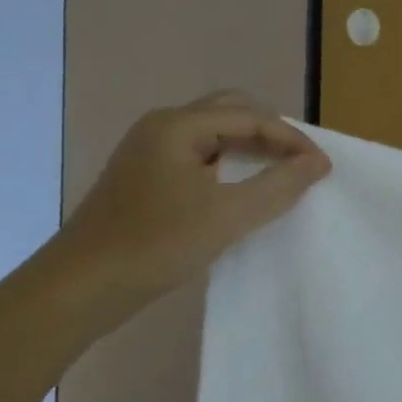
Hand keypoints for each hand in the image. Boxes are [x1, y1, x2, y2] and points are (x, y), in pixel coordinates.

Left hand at [52, 92, 330, 306]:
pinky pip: (199, 156)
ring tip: (280, 173)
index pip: (250, 117)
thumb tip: (319, 162)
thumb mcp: (229, 215)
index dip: (292, 139)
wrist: (80, 289)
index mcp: (178, 126)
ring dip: (250, 148)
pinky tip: (241, 190)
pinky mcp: (145, 178)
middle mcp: (162, 128)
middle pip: (230, 113)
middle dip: (271, 133)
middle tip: (300, 161)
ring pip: (214, 135)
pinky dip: (229, 164)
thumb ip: (280, 184)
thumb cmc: (156, 244)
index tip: (322, 167)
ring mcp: (149, 153)